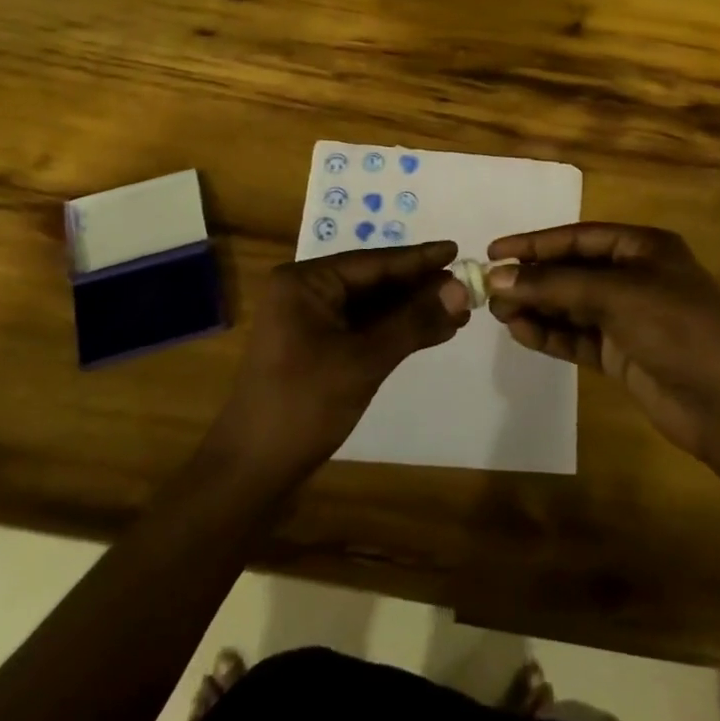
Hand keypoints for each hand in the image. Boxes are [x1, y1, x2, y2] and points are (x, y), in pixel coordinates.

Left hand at [209, 241, 471, 481]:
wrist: (252, 471)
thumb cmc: (303, 405)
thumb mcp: (363, 360)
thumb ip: (413, 322)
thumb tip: (461, 291)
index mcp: (304, 282)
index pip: (372, 262)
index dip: (417, 259)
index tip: (456, 249)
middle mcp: (305, 293)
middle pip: (373, 282)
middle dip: (419, 287)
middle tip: (467, 285)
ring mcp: (310, 322)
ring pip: (371, 307)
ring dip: (412, 311)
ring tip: (459, 311)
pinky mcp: (318, 349)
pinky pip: (363, 329)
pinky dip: (396, 332)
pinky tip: (431, 332)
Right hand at [486, 223, 719, 469]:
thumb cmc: (677, 328)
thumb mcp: (616, 294)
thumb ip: (555, 285)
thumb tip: (498, 277)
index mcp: (642, 248)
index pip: (578, 238)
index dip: (535, 243)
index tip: (494, 251)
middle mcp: (634, 277)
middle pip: (572, 271)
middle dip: (533, 279)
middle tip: (491, 290)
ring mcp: (628, 318)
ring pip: (571, 306)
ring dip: (537, 307)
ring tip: (500, 314)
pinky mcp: (622, 354)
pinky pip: (577, 337)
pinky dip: (551, 335)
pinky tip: (522, 333)